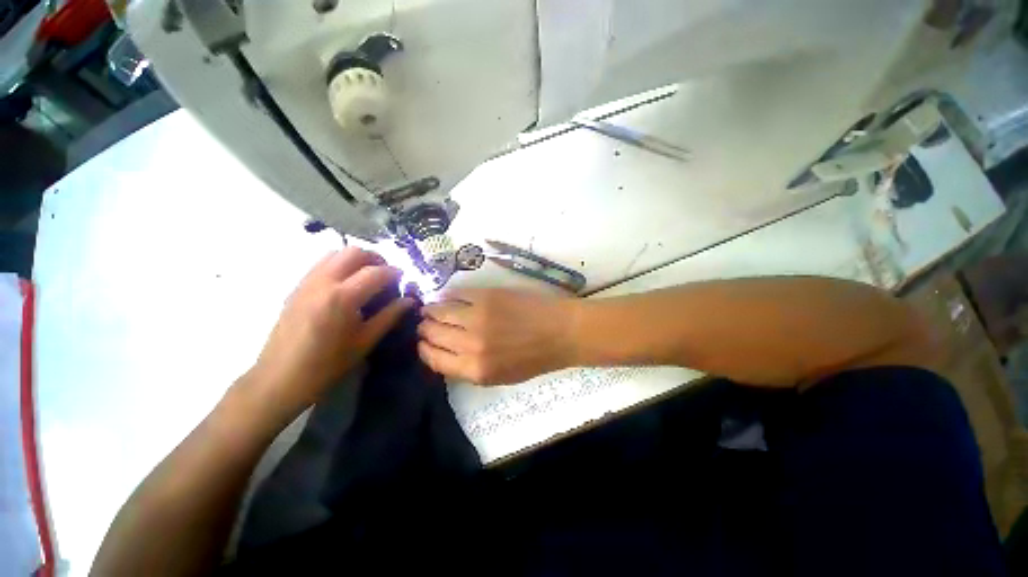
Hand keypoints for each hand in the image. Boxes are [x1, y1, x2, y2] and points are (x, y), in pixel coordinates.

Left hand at [241, 248, 413, 421]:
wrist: (279, 378)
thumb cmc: (327, 364)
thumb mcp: (365, 341)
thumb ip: (390, 316)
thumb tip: (410, 301)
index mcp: (343, 297)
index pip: (376, 272)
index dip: (395, 273)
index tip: (404, 280)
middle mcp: (323, 282)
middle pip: (354, 252)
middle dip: (376, 259)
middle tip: (386, 276)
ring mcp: (306, 282)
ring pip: (335, 253)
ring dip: (357, 259)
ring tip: (367, 277)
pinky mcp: (296, 287)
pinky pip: (322, 263)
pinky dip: (340, 264)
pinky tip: (346, 284)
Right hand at [417, 288, 579, 384]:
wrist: (560, 332)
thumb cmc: (534, 358)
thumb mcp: (500, 377)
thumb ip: (469, 368)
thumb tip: (444, 353)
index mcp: (475, 370)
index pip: (433, 359)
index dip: (424, 349)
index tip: (423, 342)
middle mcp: (471, 344)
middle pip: (432, 333)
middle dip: (425, 329)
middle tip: (426, 322)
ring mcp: (477, 317)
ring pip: (438, 311)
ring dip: (431, 310)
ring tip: (431, 308)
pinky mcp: (486, 296)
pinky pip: (455, 293)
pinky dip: (447, 295)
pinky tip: (447, 296)